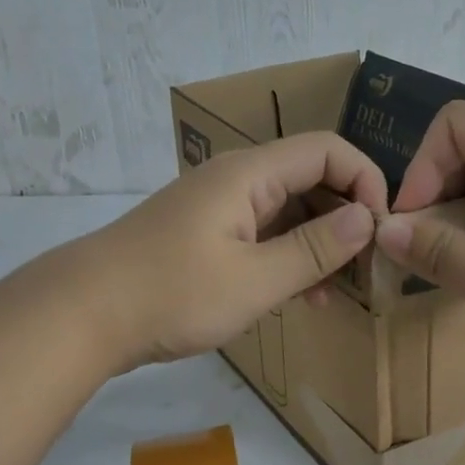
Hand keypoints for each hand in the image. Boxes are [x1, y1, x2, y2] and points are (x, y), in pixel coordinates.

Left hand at [73, 131, 387, 371]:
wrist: (81, 314)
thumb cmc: (171, 293)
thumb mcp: (254, 280)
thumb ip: (314, 249)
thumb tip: (367, 219)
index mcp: (249, 174)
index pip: (327, 150)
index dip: (364, 180)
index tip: (382, 229)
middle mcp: (237, 180)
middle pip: (311, 179)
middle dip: (346, 217)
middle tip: (367, 267)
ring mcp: (219, 208)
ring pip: (289, 211)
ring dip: (320, 244)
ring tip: (339, 291)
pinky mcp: (207, 236)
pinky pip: (264, 235)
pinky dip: (289, 258)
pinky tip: (303, 297)